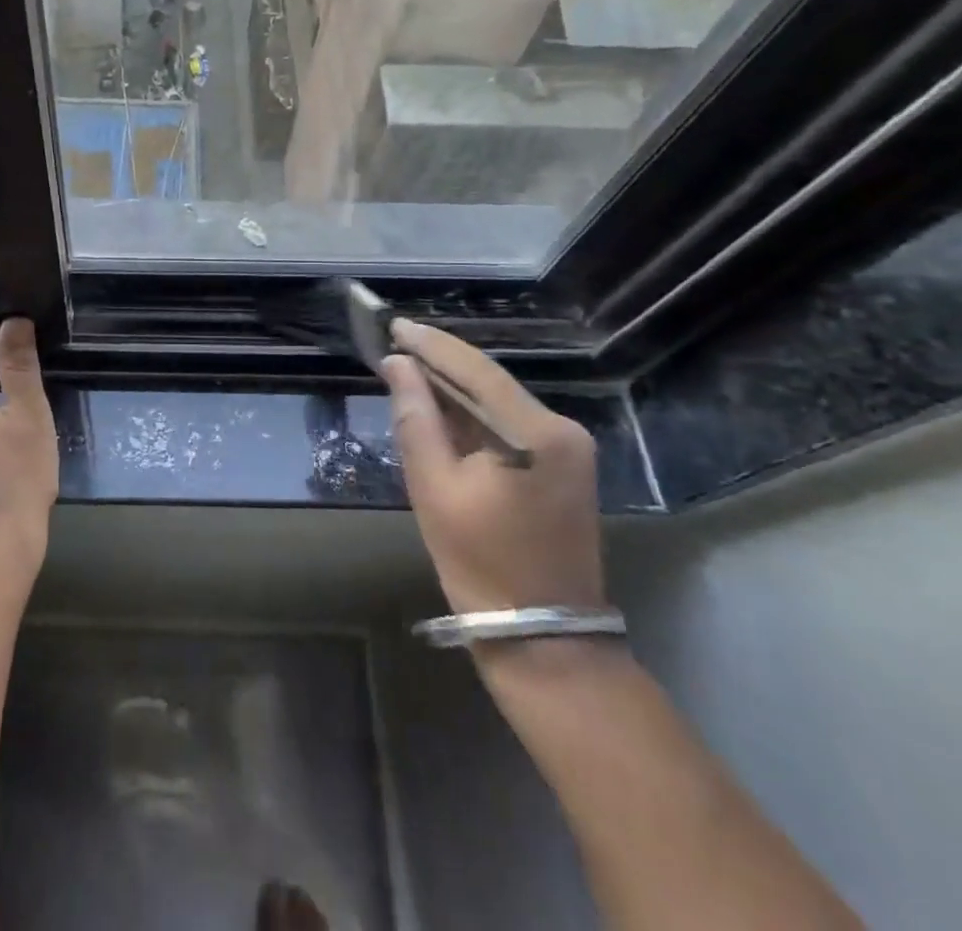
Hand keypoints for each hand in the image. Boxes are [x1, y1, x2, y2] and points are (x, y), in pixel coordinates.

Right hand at [381, 318, 606, 617]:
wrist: (545, 637)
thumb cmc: (481, 563)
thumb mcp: (434, 488)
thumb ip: (415, 418)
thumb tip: (398, 365)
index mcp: (534, 434)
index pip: (475, 370)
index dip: (431, 345)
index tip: (393, 324)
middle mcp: (561, 429)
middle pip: (489, 381)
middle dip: (440, 363)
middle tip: (394, 344)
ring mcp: (569, 448)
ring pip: (498, 401)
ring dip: (454, 388)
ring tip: (408, 368)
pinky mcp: (564, 465)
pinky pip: (509, 423)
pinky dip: (473, 414)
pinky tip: (440, 406)